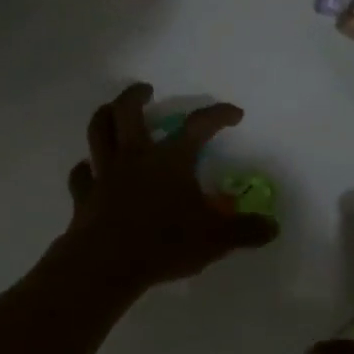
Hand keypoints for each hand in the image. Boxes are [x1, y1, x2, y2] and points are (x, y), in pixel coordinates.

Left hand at [61, 84, 278, 292]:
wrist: (107, 264)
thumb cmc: (164, 243)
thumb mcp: (215, 239)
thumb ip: (245, 231)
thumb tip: (272, 227)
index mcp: (170, 159)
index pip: (199, 125)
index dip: (218, 115)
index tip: (234, 113)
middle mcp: (135, 156)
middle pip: (128, 112)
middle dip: (137, 95)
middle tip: (147, 90)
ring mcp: (105, 174)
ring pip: (98, 132)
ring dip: (105, 116)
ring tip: (112, 111)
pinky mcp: (84, 196)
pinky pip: (81, 174)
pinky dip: (85, 168)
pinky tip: (89, 169)